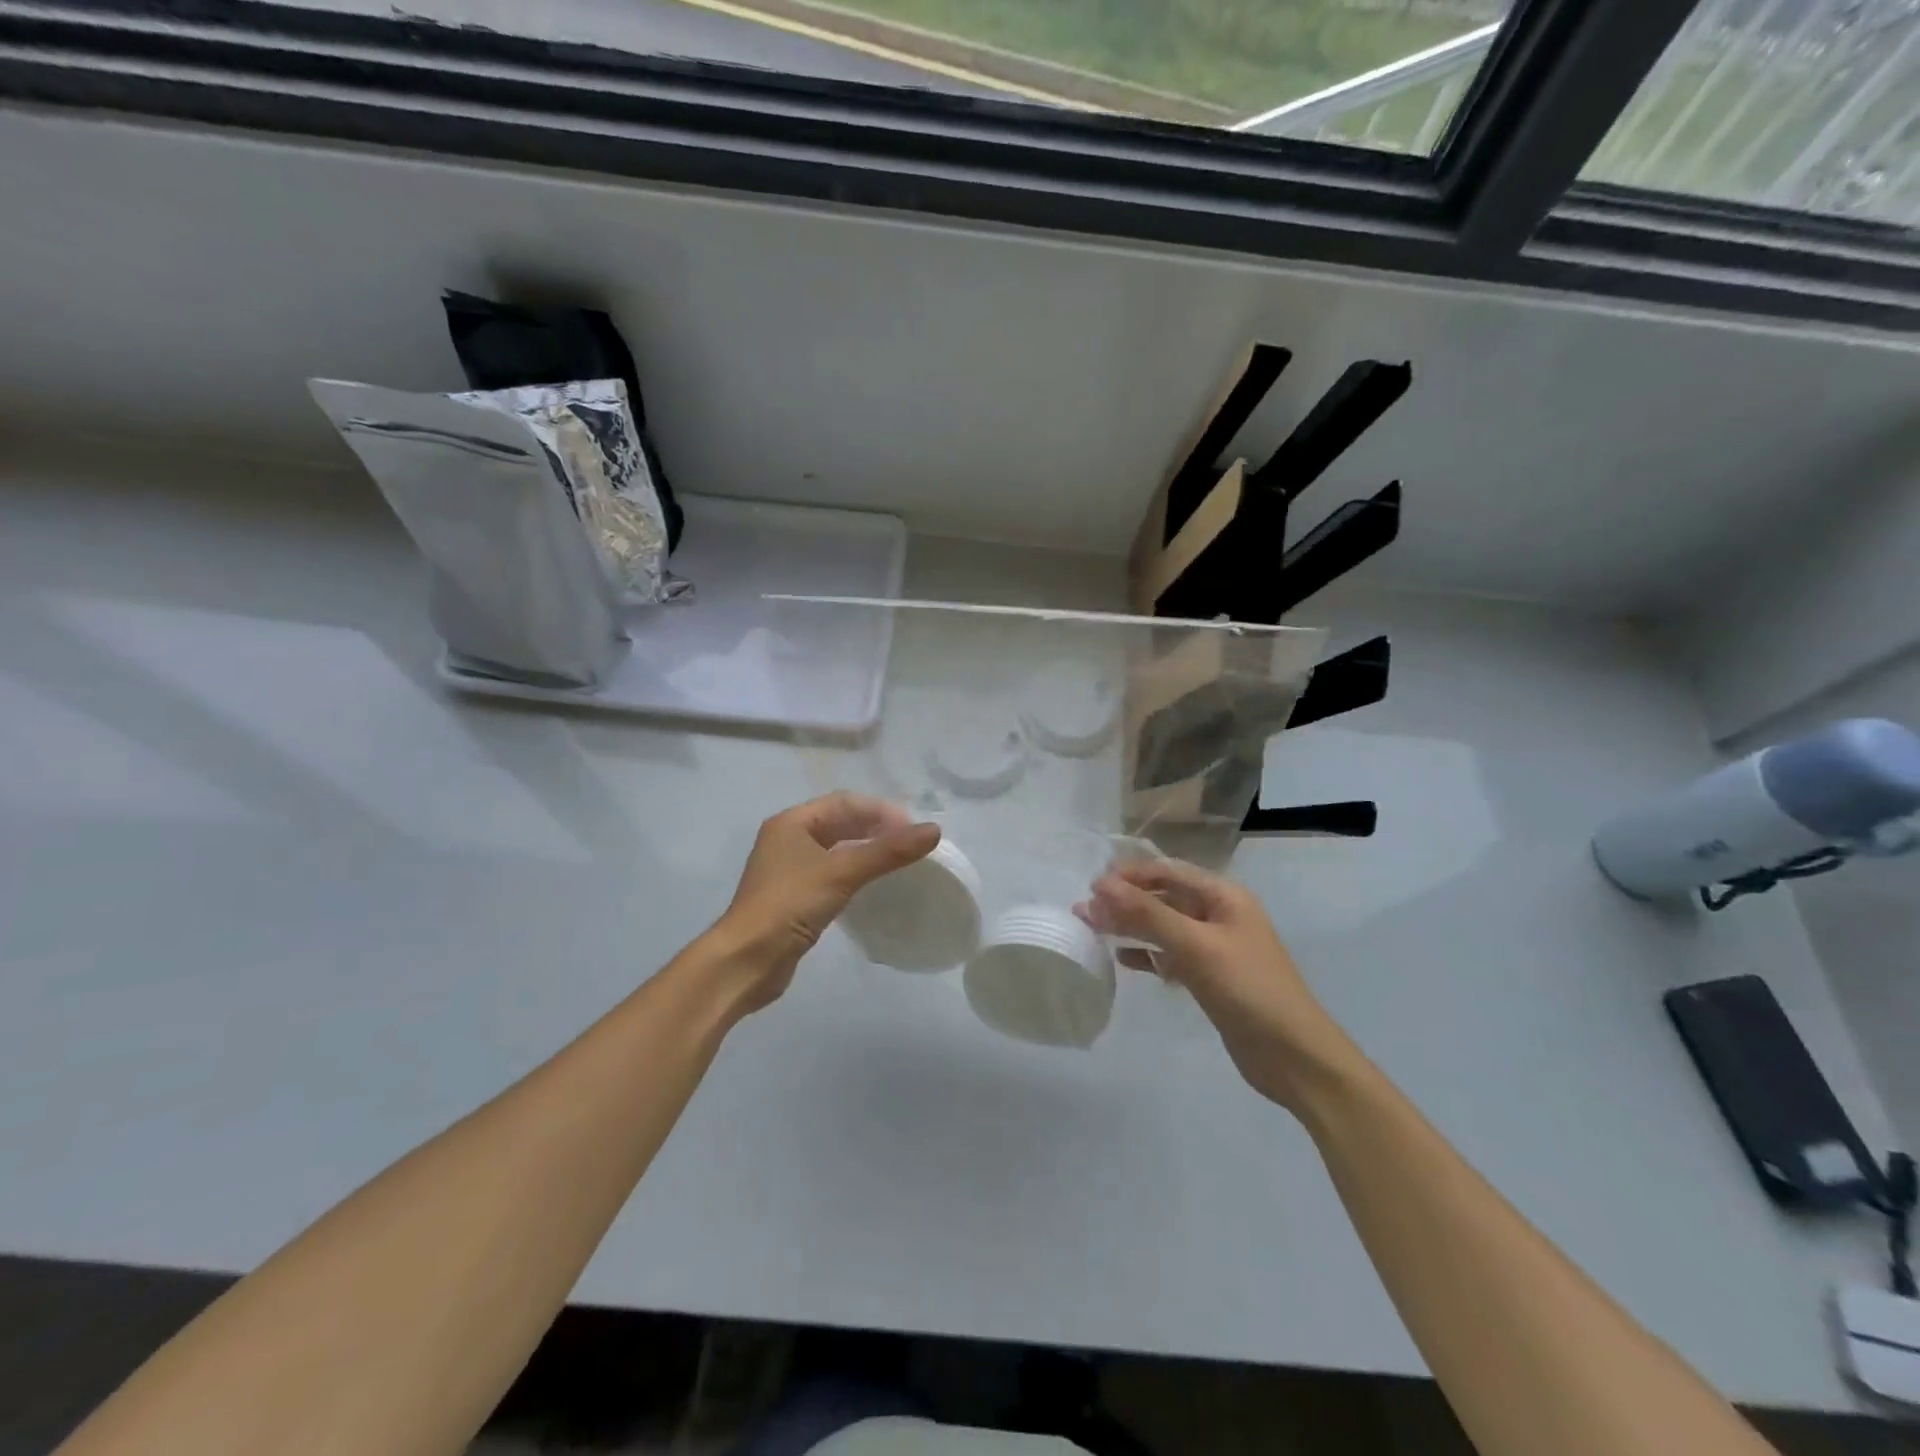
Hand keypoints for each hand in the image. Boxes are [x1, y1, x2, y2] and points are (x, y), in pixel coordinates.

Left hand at [706, 792, 939, 1014]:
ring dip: (866, 850)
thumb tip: (934, 830)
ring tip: (898, 860)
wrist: (745, 961)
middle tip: (910, 843)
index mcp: (791, 822)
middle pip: (839, 822)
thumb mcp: (841, 873)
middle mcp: (787, 838)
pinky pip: (831, 872)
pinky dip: (854, 872)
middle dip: (875, 828)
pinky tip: (873, 884)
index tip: (913, 828)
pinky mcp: (793, 896)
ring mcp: (788, 868)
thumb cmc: (789, 906)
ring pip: (836, 848)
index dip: (880, 811)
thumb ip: (887, 852)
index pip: (844, 803)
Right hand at [1083, 859, 1360, 1112]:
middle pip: (1164, 897)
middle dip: (1125, 901)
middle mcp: (1219, 914)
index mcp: (1223, 896)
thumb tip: (1100, 884)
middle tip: (1084, 911)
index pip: (1168, 871)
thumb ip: (1147, 913)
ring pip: (1164, 927)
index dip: (1129, 875)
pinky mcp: (1211, 977)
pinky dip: (1147, 955)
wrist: (1294, 1057)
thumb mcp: (1195, 946)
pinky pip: (1171, 955)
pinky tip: (1122, 959)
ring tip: (1093, 930)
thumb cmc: (1248, 989)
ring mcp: (1215, 947)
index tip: (1091, 887)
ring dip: (1131, 926)